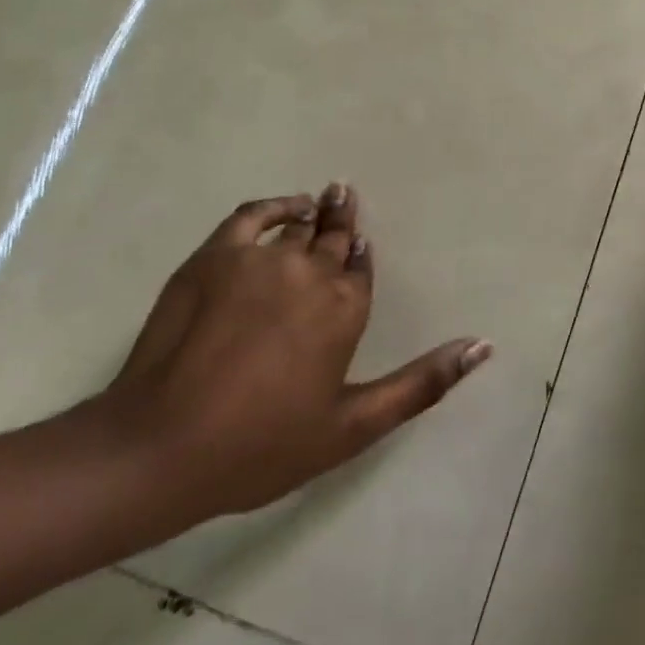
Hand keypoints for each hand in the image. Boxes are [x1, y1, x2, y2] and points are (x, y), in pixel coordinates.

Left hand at [95, 186, 490, 526]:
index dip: (361, 256)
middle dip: (344, 219)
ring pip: (300, 225)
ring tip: (322, 201)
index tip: (360, 247)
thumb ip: (422, 384)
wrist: (161, 448)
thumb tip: (482, 345)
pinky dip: (275, 205)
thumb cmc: (261, 445)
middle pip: (335, 236)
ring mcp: (262, 258)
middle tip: (347, 196)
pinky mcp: (217, 254)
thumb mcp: (351, 427)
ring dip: (315, 213)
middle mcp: (311, 270)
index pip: (361, 266)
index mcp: (345, 307)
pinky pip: (255, 214)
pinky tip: (285, 206)